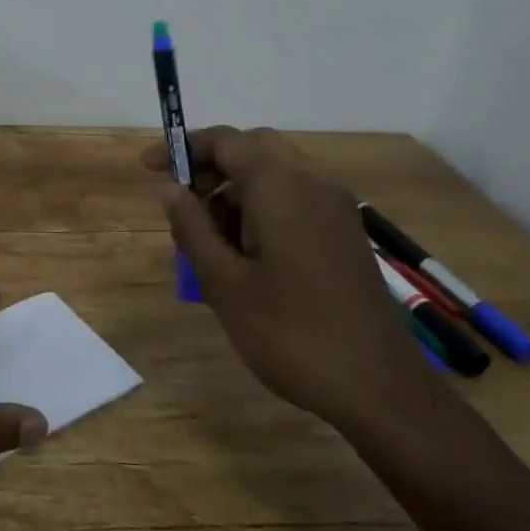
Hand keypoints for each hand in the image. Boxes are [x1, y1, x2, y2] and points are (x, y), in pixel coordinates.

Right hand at [142, 126, 430, 427]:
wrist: (380, 389)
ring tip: (210, 245)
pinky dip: (263, 209)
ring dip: (236, 192)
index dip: (182, 148)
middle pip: (252, 149)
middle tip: (184, 206)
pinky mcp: (345, 233)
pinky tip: (247, 258)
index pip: (224, 141)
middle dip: (212, 168)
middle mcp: (311, 182)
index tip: (149, 168)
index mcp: (280, 185)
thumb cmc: (291, 333)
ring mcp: (334, 207)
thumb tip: (169, 187)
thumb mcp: (224, 283)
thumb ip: (193, 227)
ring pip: (275, 174)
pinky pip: (296, 199)